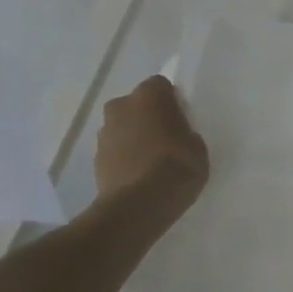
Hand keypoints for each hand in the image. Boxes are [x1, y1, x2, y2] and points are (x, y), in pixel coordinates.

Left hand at [92, 76, 209, 220]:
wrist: (139, 206)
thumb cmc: (177, 166)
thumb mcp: (197, 145)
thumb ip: (184, 131)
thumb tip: (175, 134)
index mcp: (148, 96)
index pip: (160, 85)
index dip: (170, 100)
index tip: (180, 117)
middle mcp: (121, 106)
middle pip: (135, 105)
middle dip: (146, 117)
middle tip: (165, 137)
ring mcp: (104, 133)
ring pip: (122, 128)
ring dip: (133, 137)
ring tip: (151, 161)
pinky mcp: (95, 160)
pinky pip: (115, 151)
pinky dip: (124, 158)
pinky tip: (139, 176)